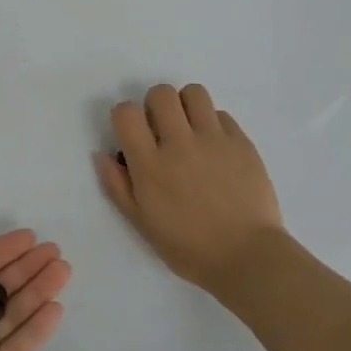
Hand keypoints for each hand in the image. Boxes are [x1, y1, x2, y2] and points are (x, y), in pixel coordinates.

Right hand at [97, 83, 284, 293]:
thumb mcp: (142, 224)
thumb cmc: (189, 248)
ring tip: (190, 129)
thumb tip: (102, 154)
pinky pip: (221, 114)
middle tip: (162, 130)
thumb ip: (117, 186)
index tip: (133, 135)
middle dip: (155, 105)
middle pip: (161, 93)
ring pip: (194, 93)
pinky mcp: (241, 142)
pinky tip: (215, 148)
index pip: (126, 112)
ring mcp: (214, 139)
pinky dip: (213, 124)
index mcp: (150, 165)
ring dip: (185, 106)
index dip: (125, 117)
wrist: (248, 257)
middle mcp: (180, 143)